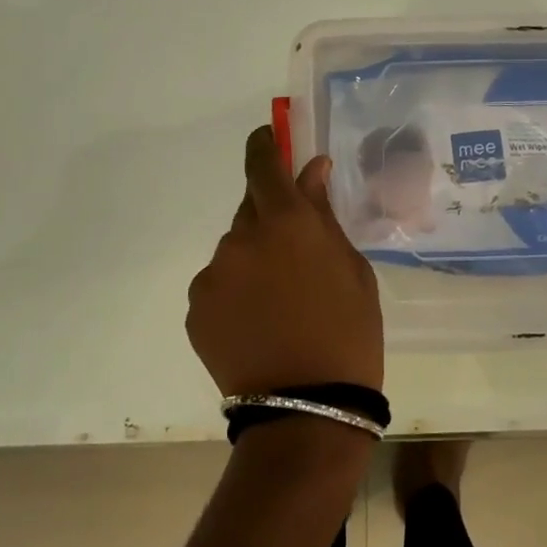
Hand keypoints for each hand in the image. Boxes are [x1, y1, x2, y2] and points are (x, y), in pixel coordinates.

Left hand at [187, 126, 383, 396]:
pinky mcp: (195, 308)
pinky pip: (218, 285)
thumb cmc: (348, 332)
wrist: (307, 408)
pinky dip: (235, 293)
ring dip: (253, 261)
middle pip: (250, 209)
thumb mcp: (351, 268)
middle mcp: (240, 238)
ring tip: (279, 304)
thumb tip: (312, 170)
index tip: (268, 138)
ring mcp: (212, 274)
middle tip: (294, 256)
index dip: (264, 144)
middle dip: (270, 220)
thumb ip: (324, 214)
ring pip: (234, 251)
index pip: (262, 163)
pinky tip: (257, 324)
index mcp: (285, 221)